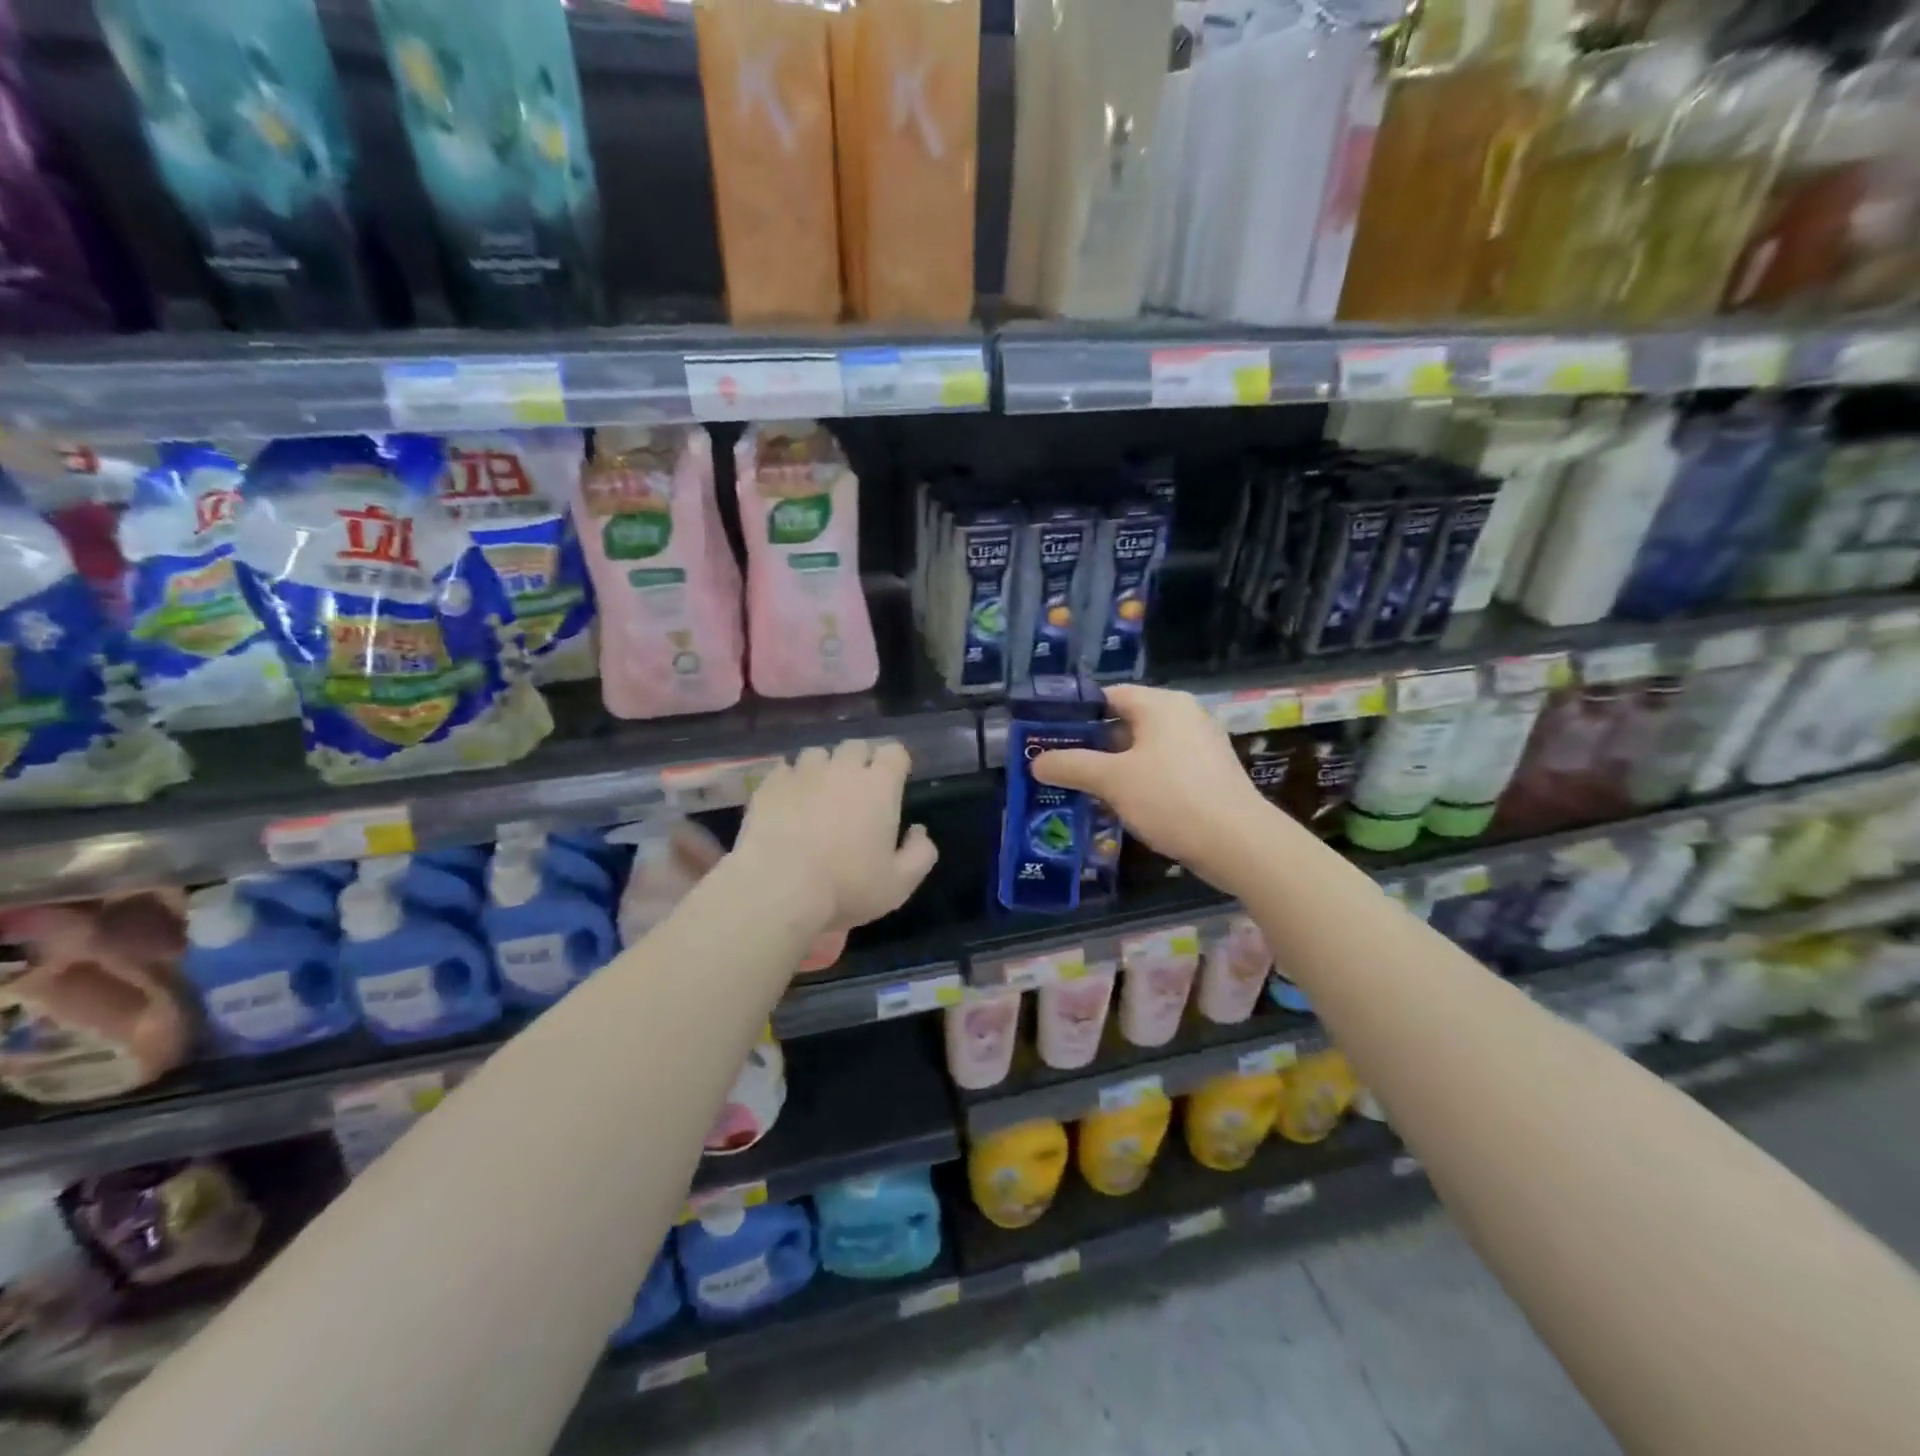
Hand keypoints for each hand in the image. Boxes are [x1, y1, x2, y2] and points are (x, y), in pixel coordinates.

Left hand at [732, 739, 938, 931]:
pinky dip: (791, 781)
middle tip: (857, 791)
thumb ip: (920, 854)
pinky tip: (788, 803)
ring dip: (823, 768)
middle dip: (860, 762)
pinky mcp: (769, 784)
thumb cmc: (846, 887)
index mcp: (879, 786)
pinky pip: (784, 769)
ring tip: (819, 793)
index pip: (894, 752)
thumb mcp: (899, 884)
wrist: (778, 889)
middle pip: (856, 747)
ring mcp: (802, 773)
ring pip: (817, 754)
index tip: (894, 783)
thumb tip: (919, 831)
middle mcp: (842, 769)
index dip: (895, 764)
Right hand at [1031, 685, 1271, 890]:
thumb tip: (1036, 762)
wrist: (1239, 843)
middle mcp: (1183, 715)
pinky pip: (1163, 767)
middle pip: (1125, 721)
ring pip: (1143, 748)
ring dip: (1113, 766)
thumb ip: (1071, 766)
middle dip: (1090, 744)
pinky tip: (1119, 804)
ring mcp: (1200, 744)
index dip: (1075, 714)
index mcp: (1161, 704)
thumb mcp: (1112, 780)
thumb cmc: (1171, 798)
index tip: (1047, 736)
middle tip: (1059, 765)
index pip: (1108, 695)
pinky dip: (1138, 779)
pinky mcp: (1208, 773)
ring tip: (1081, 787)